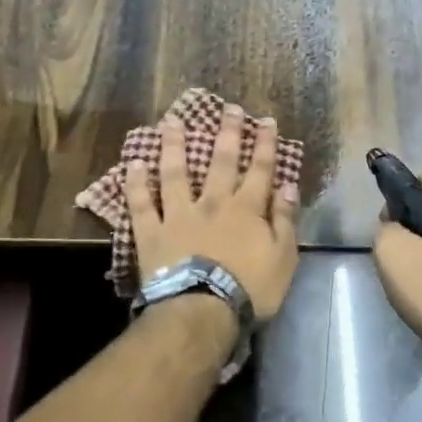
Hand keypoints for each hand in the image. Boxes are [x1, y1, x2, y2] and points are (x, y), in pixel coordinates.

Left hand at [125, 106, 300, 322]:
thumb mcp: (283, 258)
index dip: (265, 144)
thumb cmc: (249, 289)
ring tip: (171, 121)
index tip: (267, 121)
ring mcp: (179, 215)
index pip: (260, 169)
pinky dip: (136, 183)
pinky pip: (142, 204)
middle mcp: (213, 203)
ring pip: (176, 173)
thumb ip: (285, 220)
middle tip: (228, 108)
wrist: (202, 312)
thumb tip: (288, 186)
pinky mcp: (152, 233)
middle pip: (221, 161)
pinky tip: (133, 163)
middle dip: (227, 132)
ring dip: (174, 145)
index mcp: (247, 209)